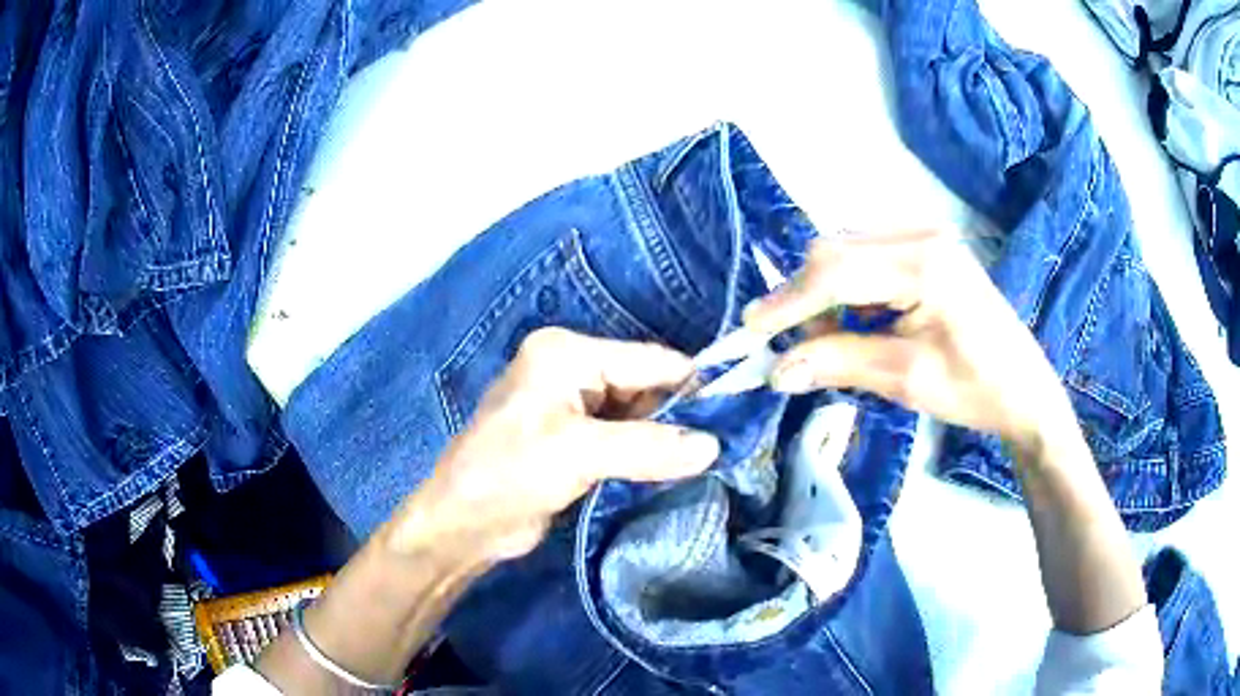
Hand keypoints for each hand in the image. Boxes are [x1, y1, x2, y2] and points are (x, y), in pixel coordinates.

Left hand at [384, 327, 720, 564]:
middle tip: (727, 442)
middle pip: (645, 385)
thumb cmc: (510, 474)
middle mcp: (571, 370)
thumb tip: (714, 446)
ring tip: (711, 457)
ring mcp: (572, 406)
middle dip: (681, 414)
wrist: (463, 524)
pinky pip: (625, 438)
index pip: (648, 360)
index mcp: (566, 354)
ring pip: (638, 414)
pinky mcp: (574, 439)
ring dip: (667, 437)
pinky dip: (649, 452)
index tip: (738, 410)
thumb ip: (650, 447)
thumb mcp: (580, 454)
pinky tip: (676, 468)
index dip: (693, 384)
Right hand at [746, 231, 1149, 636]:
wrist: (1026, 390)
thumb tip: (776, 370)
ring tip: (830, 341)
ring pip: (847, 253)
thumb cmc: (977, 390)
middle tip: (795, 348)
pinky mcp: (926, 249)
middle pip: (836, 251)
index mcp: (925, 263)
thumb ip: (839, 363)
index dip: (787, 301)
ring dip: (826, 296)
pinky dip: (848, 291)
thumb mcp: (907, 380)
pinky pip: (867, 258)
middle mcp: (921, 234)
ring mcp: (925, 236)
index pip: (836, 270)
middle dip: (805, 299)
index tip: (750, 331)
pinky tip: (858, 323)